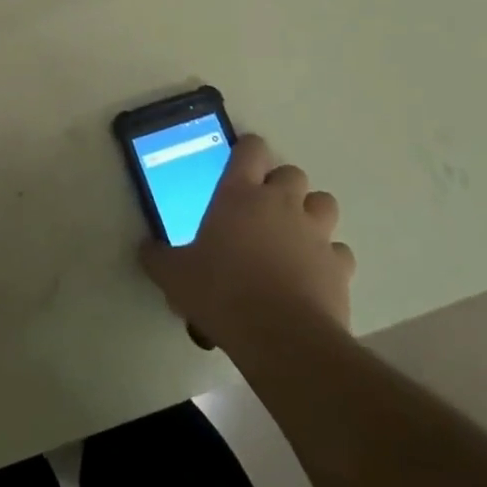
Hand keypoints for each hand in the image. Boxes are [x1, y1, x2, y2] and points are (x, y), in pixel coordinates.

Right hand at [139, 135, 355, 351]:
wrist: (281, 337)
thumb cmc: (221, 293)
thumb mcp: (173, 276)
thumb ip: (157, 257)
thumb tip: (146, 249)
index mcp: (239, 194)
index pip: (251, 149)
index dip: (247, 152)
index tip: (239, 166)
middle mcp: (281, 203)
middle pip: (292, 173)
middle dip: (281, 186)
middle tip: (262, 210)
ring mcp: (315, 233)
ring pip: (324, 203)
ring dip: (310, 214)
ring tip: (294, 237)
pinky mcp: (339, 266)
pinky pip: (339, 251)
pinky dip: (329, 258)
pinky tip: (313, 275)